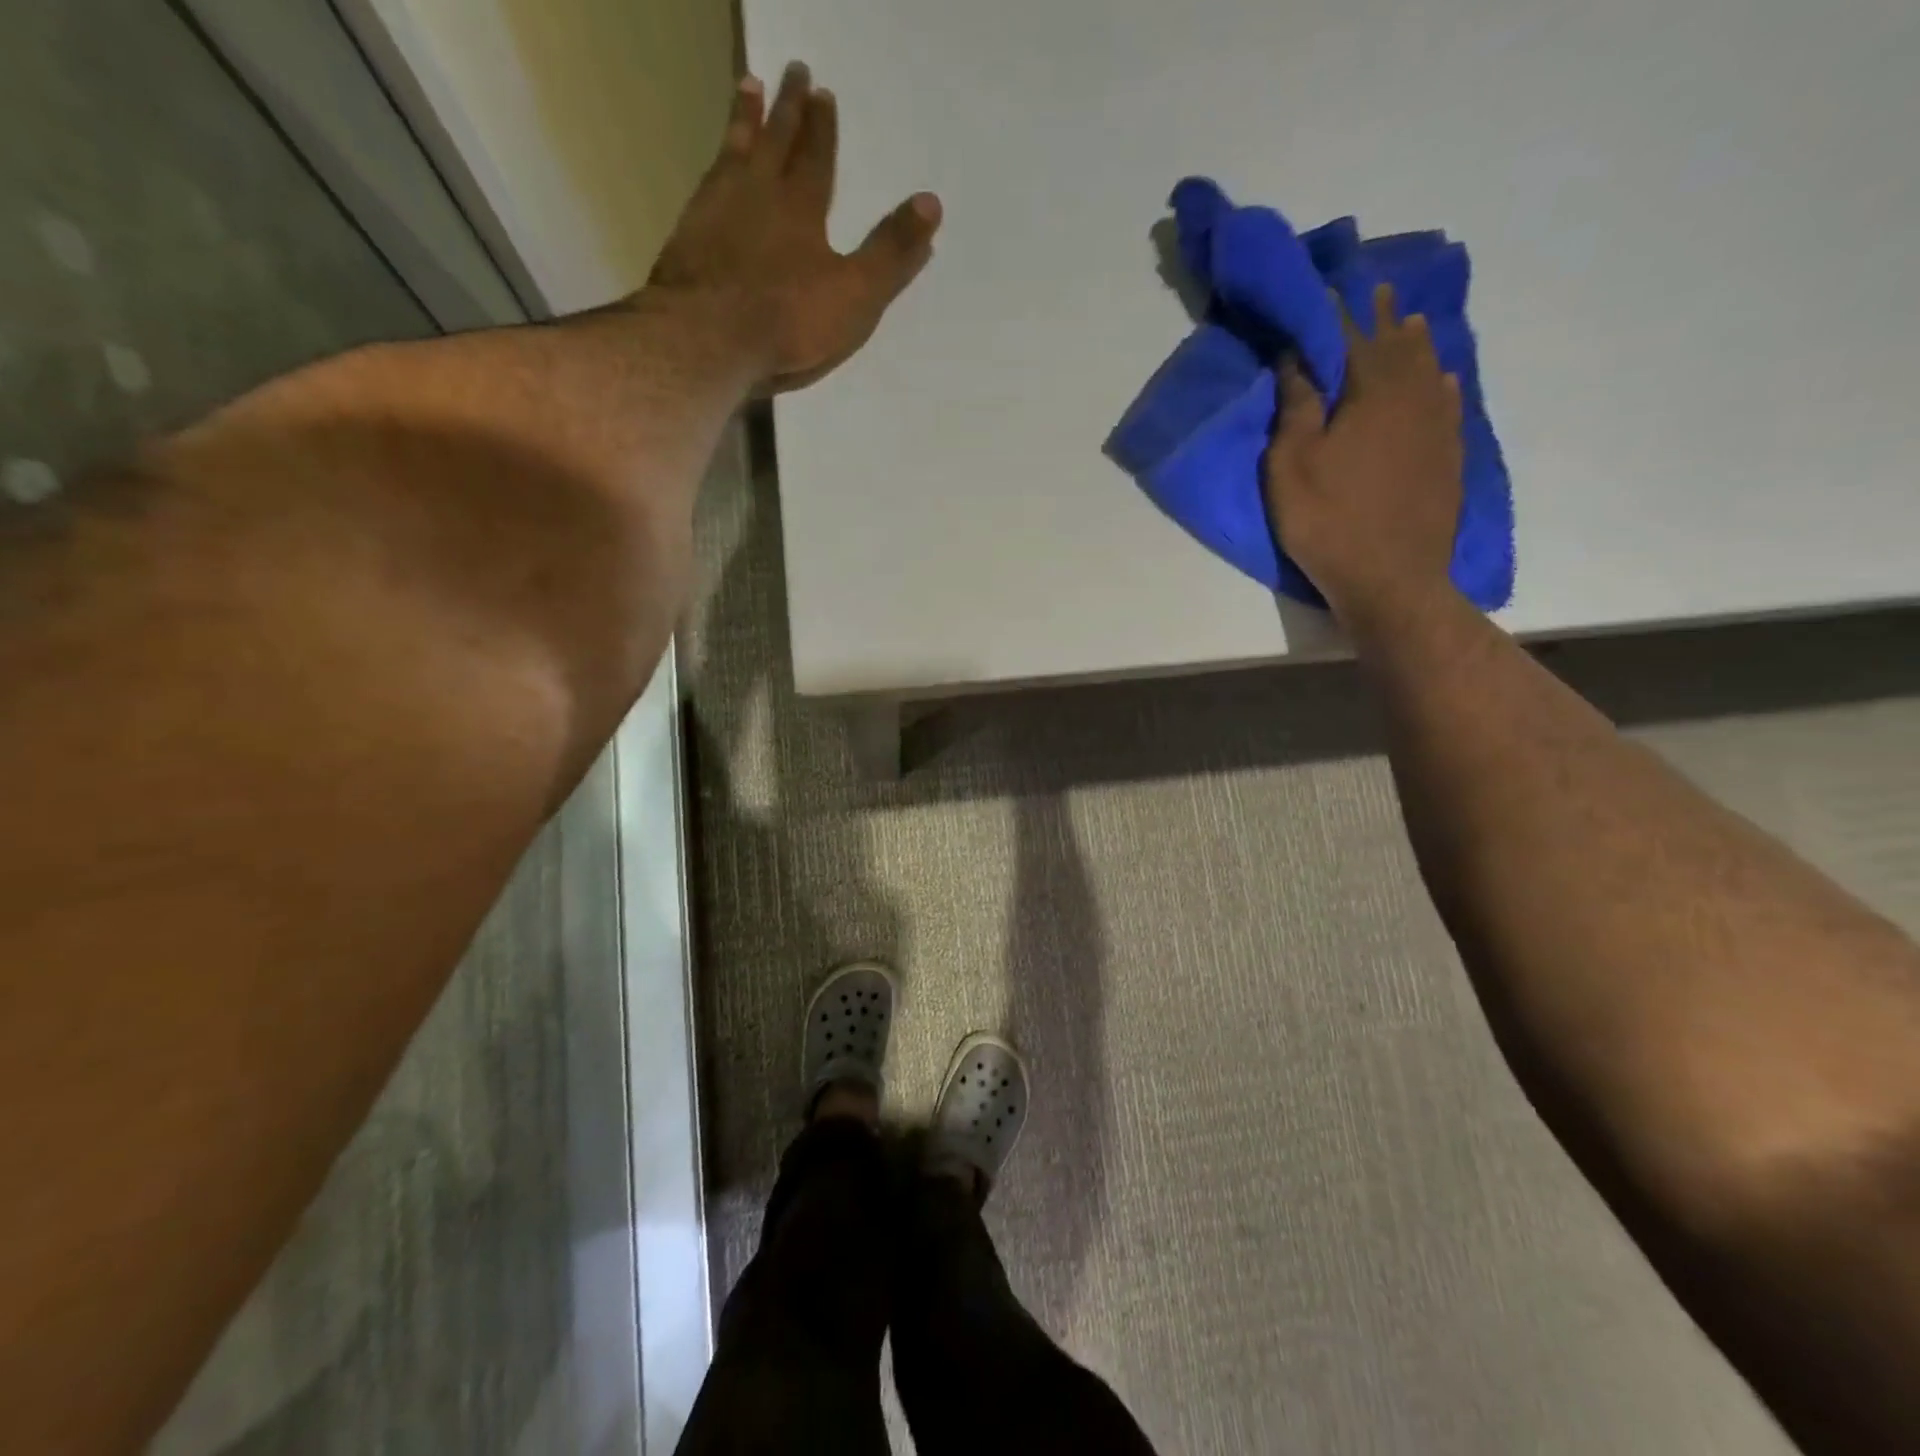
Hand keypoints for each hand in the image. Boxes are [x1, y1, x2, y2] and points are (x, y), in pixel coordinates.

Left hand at [647, 62, 941, 394]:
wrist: (709, 337)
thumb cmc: (789, 320)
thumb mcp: (855, 293)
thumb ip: (891, 252)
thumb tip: (932, 203)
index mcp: (802, 208)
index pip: (816, 158)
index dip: (822, 128)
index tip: (823, 93)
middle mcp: (758, 194)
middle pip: (775, 140)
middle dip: (787, 108)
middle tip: (792, 72)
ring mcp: (717, 210)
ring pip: (735, 151)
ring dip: (744, 120)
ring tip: (747, 87)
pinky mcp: (687, 235)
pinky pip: (705, 183)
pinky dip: (714, 165)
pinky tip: (713, 167)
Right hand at [1262, 283, 1463, 624]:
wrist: (1391, 578)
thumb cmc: (1328, 521)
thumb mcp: (1291, 467)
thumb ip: (1296, 409)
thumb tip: (1299, 359)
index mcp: (1371, 392)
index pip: (1352, 337)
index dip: (1338, 312)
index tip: (1330, 286)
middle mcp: (1413, 396)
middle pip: (1397, 346)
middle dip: (1381, 318)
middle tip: (1375, 291)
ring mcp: (1437, 426)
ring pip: (1428, 370)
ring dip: (1414, 344)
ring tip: (1407, 323)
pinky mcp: (1448, 457)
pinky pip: (1449, 405)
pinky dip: (1441, 384)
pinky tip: (1443, 378)